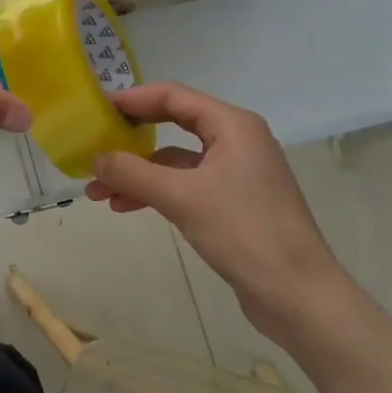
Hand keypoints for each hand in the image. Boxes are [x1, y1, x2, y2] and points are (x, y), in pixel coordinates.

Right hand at [85, 82, 358, 347]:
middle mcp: (238, 142)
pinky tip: (126, 206)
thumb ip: (132, 173)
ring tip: (97, 192)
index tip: (98, 109)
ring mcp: (238, 174)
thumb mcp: (180, 197)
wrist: (297, 295)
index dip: (133, 100)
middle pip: (174, 126)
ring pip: (176, 162)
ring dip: (138, 173)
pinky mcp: (235, 204)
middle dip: (131, 141)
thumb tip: (94, 158)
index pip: (174, 97)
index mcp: (233, 126)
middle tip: (94, 146)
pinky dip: (156, 192)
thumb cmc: (243, 232)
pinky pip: (186, 186)